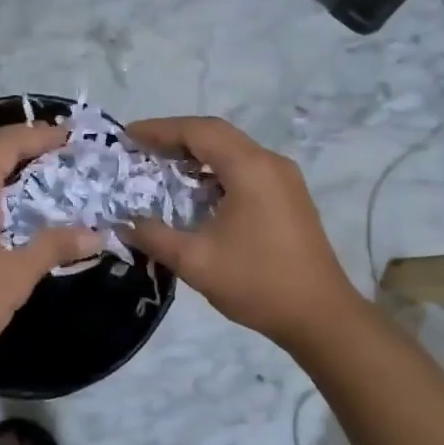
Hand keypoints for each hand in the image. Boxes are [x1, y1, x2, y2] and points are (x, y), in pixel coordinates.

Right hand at [125, 116, 361, 348]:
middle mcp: (270, 163)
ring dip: (197, 153)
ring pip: (233, 150)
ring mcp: (284, 179)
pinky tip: (197, 191)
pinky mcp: (289, 196)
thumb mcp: (195, 261)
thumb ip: (154, 237)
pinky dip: (216, 170)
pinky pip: (246, 168)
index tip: (128, 135)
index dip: (160, 130)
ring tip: (163, 166)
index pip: (198, 132)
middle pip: (217, 134)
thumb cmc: (257, 283)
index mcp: (249, 169)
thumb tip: (123, 224)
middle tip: (141, 148)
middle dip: (176, 137)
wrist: (320, 315)